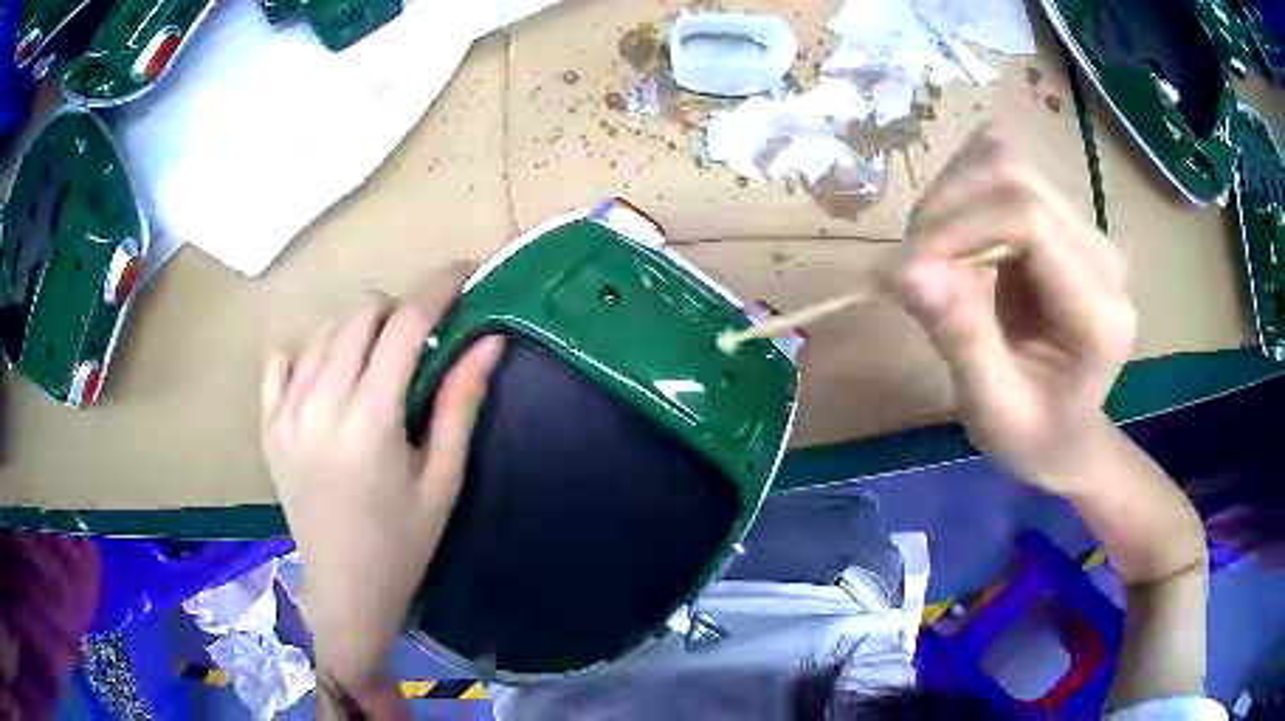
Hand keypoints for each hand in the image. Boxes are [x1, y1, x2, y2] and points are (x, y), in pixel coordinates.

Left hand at [261, 264, 503, 692]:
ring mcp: (286, 412)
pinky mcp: (268, 424)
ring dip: (358, 330)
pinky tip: (327, 376)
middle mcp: (320, 404)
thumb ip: (460, 404)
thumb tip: (489, 341)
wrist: (345, 588)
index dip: (437, 289)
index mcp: (369, 421)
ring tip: (377, 361)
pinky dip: (309, 353)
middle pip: (360, 314)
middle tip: (421, 336)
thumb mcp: (442, 480)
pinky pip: (282, 360)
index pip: (404, 325)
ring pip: (323, 331)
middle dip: (398, 308)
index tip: (462, 272)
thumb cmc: (403, 543)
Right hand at [881, 127, 1135, 494]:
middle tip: (914, 266)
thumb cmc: (1034, 438)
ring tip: (933, 253)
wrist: (1070, 434)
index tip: (906, 272)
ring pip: (1005, 159)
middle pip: (1014, 174)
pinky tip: (958, 235)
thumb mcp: (992, 410)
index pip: (1028, 219)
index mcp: (1099, 312)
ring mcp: (1086, 229)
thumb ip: (960, 338)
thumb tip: (903, 268)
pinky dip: (965, 190)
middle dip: (948, 206)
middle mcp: (1102, 254)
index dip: (958, 227)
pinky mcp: (1065, 219)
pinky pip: (1005, 172)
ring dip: (953, 194)